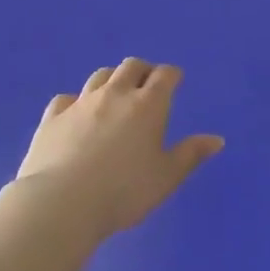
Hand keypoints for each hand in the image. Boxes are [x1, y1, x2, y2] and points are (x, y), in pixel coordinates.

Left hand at [15, 59, 223, 240]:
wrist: (62, 203)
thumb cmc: (124, 191)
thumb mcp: (167, 177)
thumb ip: (191, 155)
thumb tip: (217, 139)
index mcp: (149, 105)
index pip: (165, 75)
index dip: (172, 75)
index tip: (175, 81)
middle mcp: (116, 94)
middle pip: (131, 66)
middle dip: (143, 71)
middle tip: (147, 85)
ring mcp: (81, 103)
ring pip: (99, 76)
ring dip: (111, 80)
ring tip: (115, 95)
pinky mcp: (53, 117)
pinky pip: (66, 98)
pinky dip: (76, 102)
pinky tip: (76, 114)